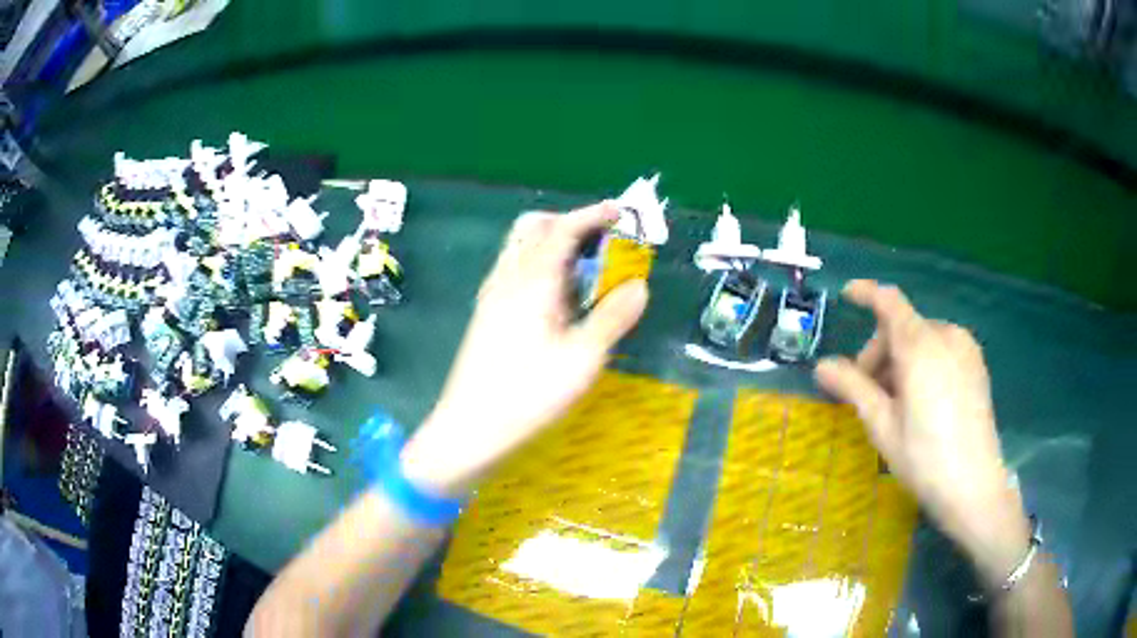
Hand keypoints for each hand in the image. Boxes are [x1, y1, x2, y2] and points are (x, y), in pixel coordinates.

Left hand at [400, 203, 648, 495]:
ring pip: (520, 247)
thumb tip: (639, 286)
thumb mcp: (582, 359)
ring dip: (552, 242)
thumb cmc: (528, 395)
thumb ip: (612, 318)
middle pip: (533, 228)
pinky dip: (538, 263)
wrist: (469, 428)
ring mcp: (492, 295)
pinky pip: (513, 269)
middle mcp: (507, 278)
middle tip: (600, 239)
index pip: (561, 230)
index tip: (619, 212)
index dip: (592, 215)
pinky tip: (555, 297)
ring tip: (583, 268)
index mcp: (532, 281)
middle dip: (568, 222)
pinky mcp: (486, 313)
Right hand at [815, 280, 1029, 585]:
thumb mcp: (882, 425)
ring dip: (901, 360)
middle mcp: (946, 335)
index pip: (889, 301)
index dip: (866, 293)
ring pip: (922, 339)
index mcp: (920, 345)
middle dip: (880, 352)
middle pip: (904, 326)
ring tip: (896, 403)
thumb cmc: (924, 458)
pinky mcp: (977, 364)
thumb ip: (853, 387)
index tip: (846, 295)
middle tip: (867, 393)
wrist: (974, 486)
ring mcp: (966, 349)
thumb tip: (821, 365)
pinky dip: (923, 363)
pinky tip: (922, 400)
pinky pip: (942, 349)